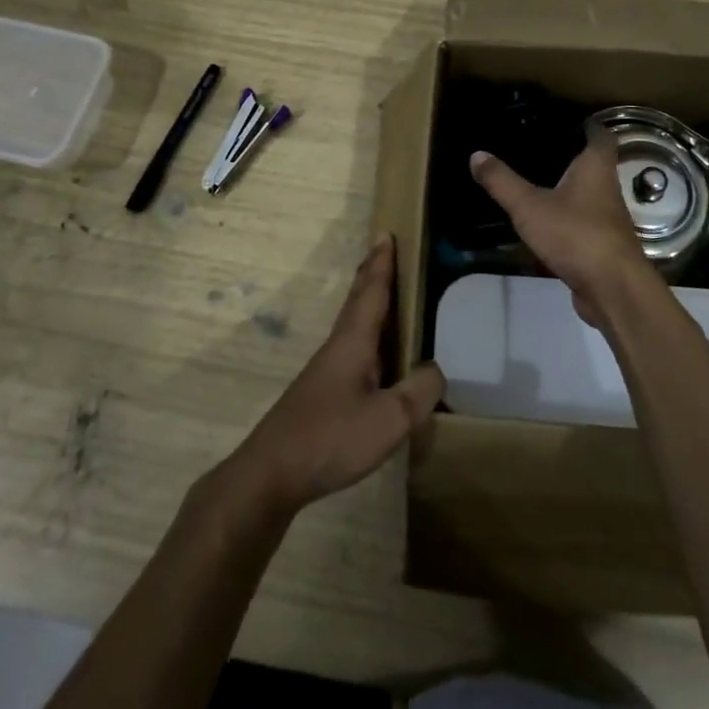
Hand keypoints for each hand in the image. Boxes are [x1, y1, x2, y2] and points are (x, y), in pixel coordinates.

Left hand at [224, 237, 445, 517]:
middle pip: (358, 302)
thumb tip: (438, 369)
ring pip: (354, 326)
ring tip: (389, 296)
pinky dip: (369, 337)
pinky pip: (354, 351)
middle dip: (373, 275)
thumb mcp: (389, 419)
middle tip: (386, 251)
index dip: (381, 263)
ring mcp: (328, 372)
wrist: (271, 474)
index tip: (387, 234)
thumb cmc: (331, 438)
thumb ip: (419, 391)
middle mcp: (339, 347)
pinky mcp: (323, 395)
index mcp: (353, 342)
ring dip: (370, 304)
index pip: (371, 291)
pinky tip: (378, 357)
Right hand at [470, 140, 659, 324]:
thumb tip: (476, 154)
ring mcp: (608, 220)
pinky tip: (545, 223)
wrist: (612, 289)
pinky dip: (567, 219)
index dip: (589, 126)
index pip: (601, 136)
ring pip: (589, 195)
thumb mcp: (529, 206)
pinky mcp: (603, 246)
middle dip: (573, 157)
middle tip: (542, 149)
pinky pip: (583, 223)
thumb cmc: (575, 234)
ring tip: (538, 182)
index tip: (570, 120)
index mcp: (596, 168)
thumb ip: (502, 181)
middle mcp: (608, 189)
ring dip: (570, 189)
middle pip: (595, 165)